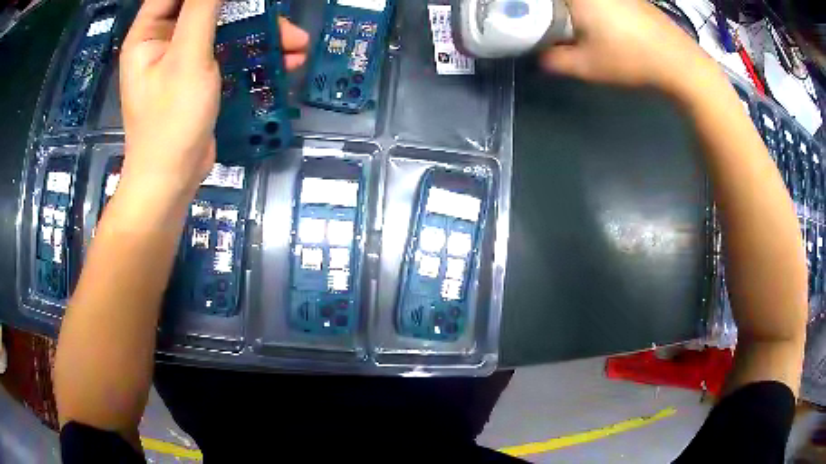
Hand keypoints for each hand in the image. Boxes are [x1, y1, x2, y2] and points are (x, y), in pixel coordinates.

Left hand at [119, 0, 308, 198]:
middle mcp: (163, 40)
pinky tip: (283, 62)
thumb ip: (202, 9)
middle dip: (247, 9)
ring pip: (224, 28)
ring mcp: (182, 58)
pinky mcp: (199, 75)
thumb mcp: (187, 58)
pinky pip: (228, 52)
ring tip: (296, 45)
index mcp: (149, 33)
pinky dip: (254, 54)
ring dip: (260, 33)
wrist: (172, 181)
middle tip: (278, 18)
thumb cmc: (171, 121)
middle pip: (207, 7)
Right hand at [540, 0, 715, 93]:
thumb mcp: (587, 66)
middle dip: (553, 8)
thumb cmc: (630, 59)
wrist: (678, 61)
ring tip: (576, 26)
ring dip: (575, 9)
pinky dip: (594, 8)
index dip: (534, 4)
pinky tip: (602, 23)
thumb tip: (540, 57)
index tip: (529, 13)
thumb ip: (555, 60)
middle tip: (546, 18)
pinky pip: (604, 0)